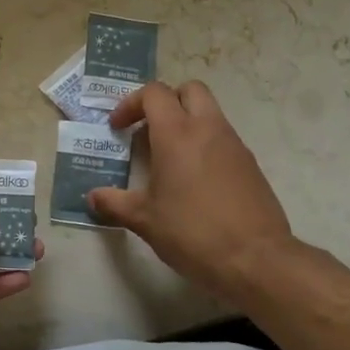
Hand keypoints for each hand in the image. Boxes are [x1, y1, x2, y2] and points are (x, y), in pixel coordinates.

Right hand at [87, 80, 296, 302]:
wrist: (257, 260)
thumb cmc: (193, 232)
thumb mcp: (145, 220)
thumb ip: (114, 203)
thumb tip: (92, 198)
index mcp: (177, 134)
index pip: (154, 93)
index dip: (131, 103)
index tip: (118, 128)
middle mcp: (208, 129)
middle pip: (189, 89)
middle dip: (166, 101)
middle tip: (148, 129)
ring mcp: (234, 145)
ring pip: (209, 112)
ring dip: (187, 123)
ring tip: (168, 158)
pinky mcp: (251, 165)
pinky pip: (223, 139)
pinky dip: (205, 145)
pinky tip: (194, 180)